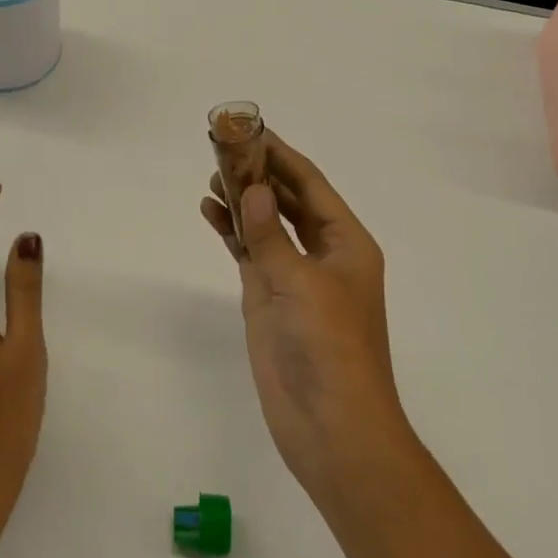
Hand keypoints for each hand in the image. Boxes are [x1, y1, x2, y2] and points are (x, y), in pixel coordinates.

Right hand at [201, 136, 415, 510]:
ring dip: (242, 200)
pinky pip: (249, 254)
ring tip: (211, 175)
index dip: (281, 156)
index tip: (251, 129)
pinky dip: (232, 232)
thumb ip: (272, 236)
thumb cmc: (331, 349)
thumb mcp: (302, 285)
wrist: (331, 427)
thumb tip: (255, 190)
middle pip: (287, 200)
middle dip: (258, 173)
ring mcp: (292, 277)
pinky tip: (211, 212)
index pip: (311, 186)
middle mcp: (322, 254)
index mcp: (346, 243)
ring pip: (266, 225)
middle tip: (221, 146)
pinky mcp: (269, 300)